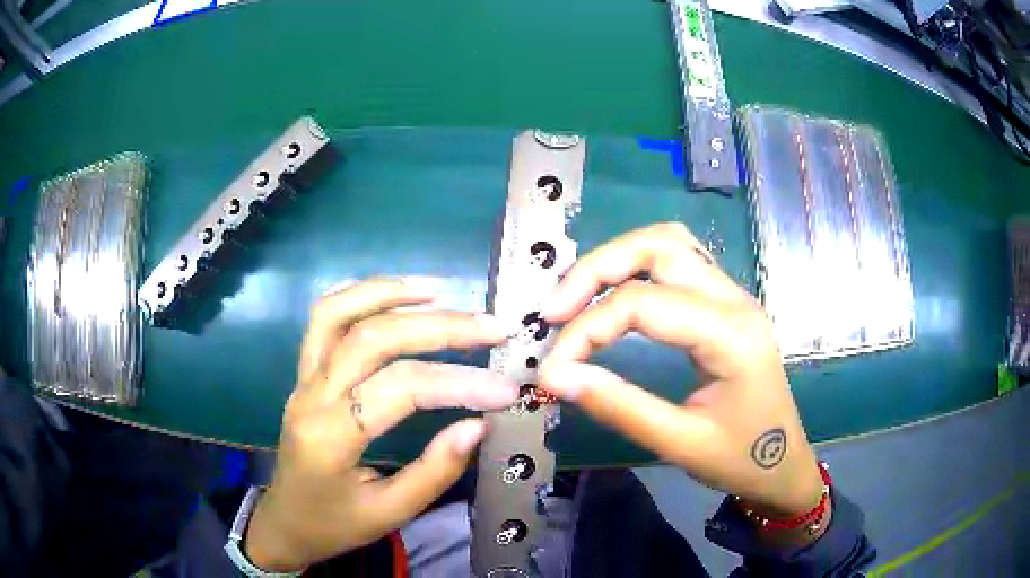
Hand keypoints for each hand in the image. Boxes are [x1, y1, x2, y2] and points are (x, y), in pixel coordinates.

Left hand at [244, 278, 519, 570]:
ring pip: (337, 313)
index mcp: (330, 437)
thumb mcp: (390, 513)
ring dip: (390, 292)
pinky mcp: (303, 373)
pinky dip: (359, 296)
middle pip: (373, 338)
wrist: (285, 522)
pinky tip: (393, 294)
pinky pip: (323, 320)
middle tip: (493, 327)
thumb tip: (479, 425)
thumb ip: (435, 471)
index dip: (458, 383)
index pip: (400, 388)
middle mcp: (311, 395)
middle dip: (439, 326)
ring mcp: (302, 378)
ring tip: (442, 290)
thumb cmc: (335, 524)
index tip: (506, 389)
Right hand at [538, 223, 824, 523]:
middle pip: (658, 246)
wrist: (783, 464)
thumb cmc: (741, 459)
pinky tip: (613, 294)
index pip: (643, 304)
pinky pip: (678, 262)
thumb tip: (554, 377)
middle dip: (596, 269)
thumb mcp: (680, 443)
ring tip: (576, 298)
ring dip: (617, 260)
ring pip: (668, 243)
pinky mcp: (725, 303)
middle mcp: (734, 298)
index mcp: (730, 332)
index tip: (550, 368)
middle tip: (553, 311)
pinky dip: (637, 268)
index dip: (585, 329)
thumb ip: (618, 406)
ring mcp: (733, 295)